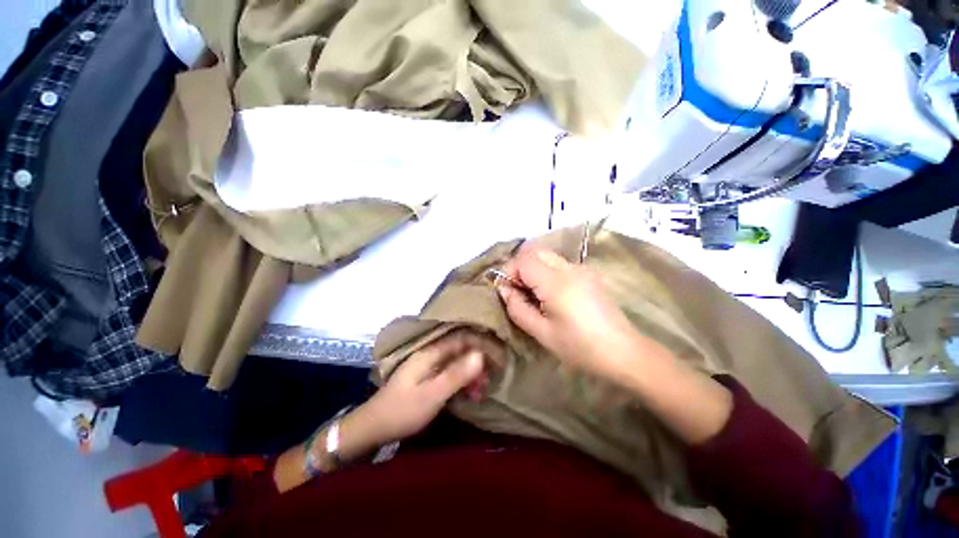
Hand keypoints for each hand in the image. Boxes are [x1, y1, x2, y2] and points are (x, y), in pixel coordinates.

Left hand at [357, 332, 488, 445]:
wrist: (373, 428)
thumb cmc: (403, 410)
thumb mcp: (433, 394)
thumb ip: (457, 374)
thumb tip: (481, 355)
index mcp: (430, 352)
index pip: (462, 339)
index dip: (481, 345)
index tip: (497, 358)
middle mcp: (431, 354)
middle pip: (461, 350)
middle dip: (478, 363)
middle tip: (489, 380)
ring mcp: (429, 366)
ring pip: (457, 363)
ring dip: (471, 375)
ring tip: (480, 392)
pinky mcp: (428, 378)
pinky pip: (451, 374)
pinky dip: (462, 382)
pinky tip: (469, 395)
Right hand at [497, 244, 641, 379]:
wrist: (623, 352)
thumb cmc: (579, 347)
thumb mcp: (541, 332)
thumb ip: (517, 308)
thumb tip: (504, 289)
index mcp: (556, 282)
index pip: (524, 261)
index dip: (509, 271)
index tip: (506, 290)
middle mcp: (570, 268)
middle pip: (536, 252)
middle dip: (520, 266)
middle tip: (518, 290)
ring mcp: (582, 269)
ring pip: (548, 256)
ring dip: (534, 268)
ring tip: (533, 294)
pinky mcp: (589, 274)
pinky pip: (560, 264)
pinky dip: (547, 272)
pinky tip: (551, 294)